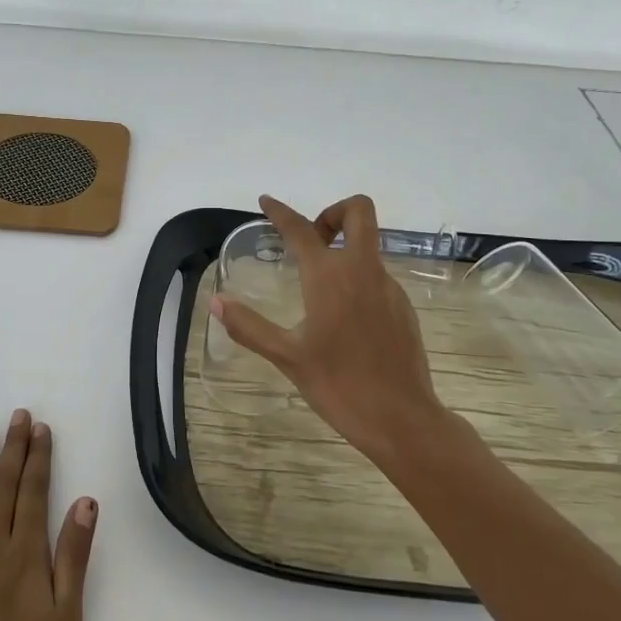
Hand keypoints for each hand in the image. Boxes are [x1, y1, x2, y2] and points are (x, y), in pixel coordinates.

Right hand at [209, 194, 449, 463]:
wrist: (401, 419)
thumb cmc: (339, 385)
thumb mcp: (287, 357)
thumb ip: (249, 326)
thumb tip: (217, 302)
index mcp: (330, 277)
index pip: (301, 230)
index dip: (280, 212)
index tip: (266, 201)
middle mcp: (363, 271)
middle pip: (359, 212)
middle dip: (333, 213)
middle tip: (310, 241)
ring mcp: (389, 287)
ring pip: (368, 247)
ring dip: (344, 250)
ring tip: (317, 290)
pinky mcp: (403, 307)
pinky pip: (377, 276)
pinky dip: (357, 279)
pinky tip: (343, 319)